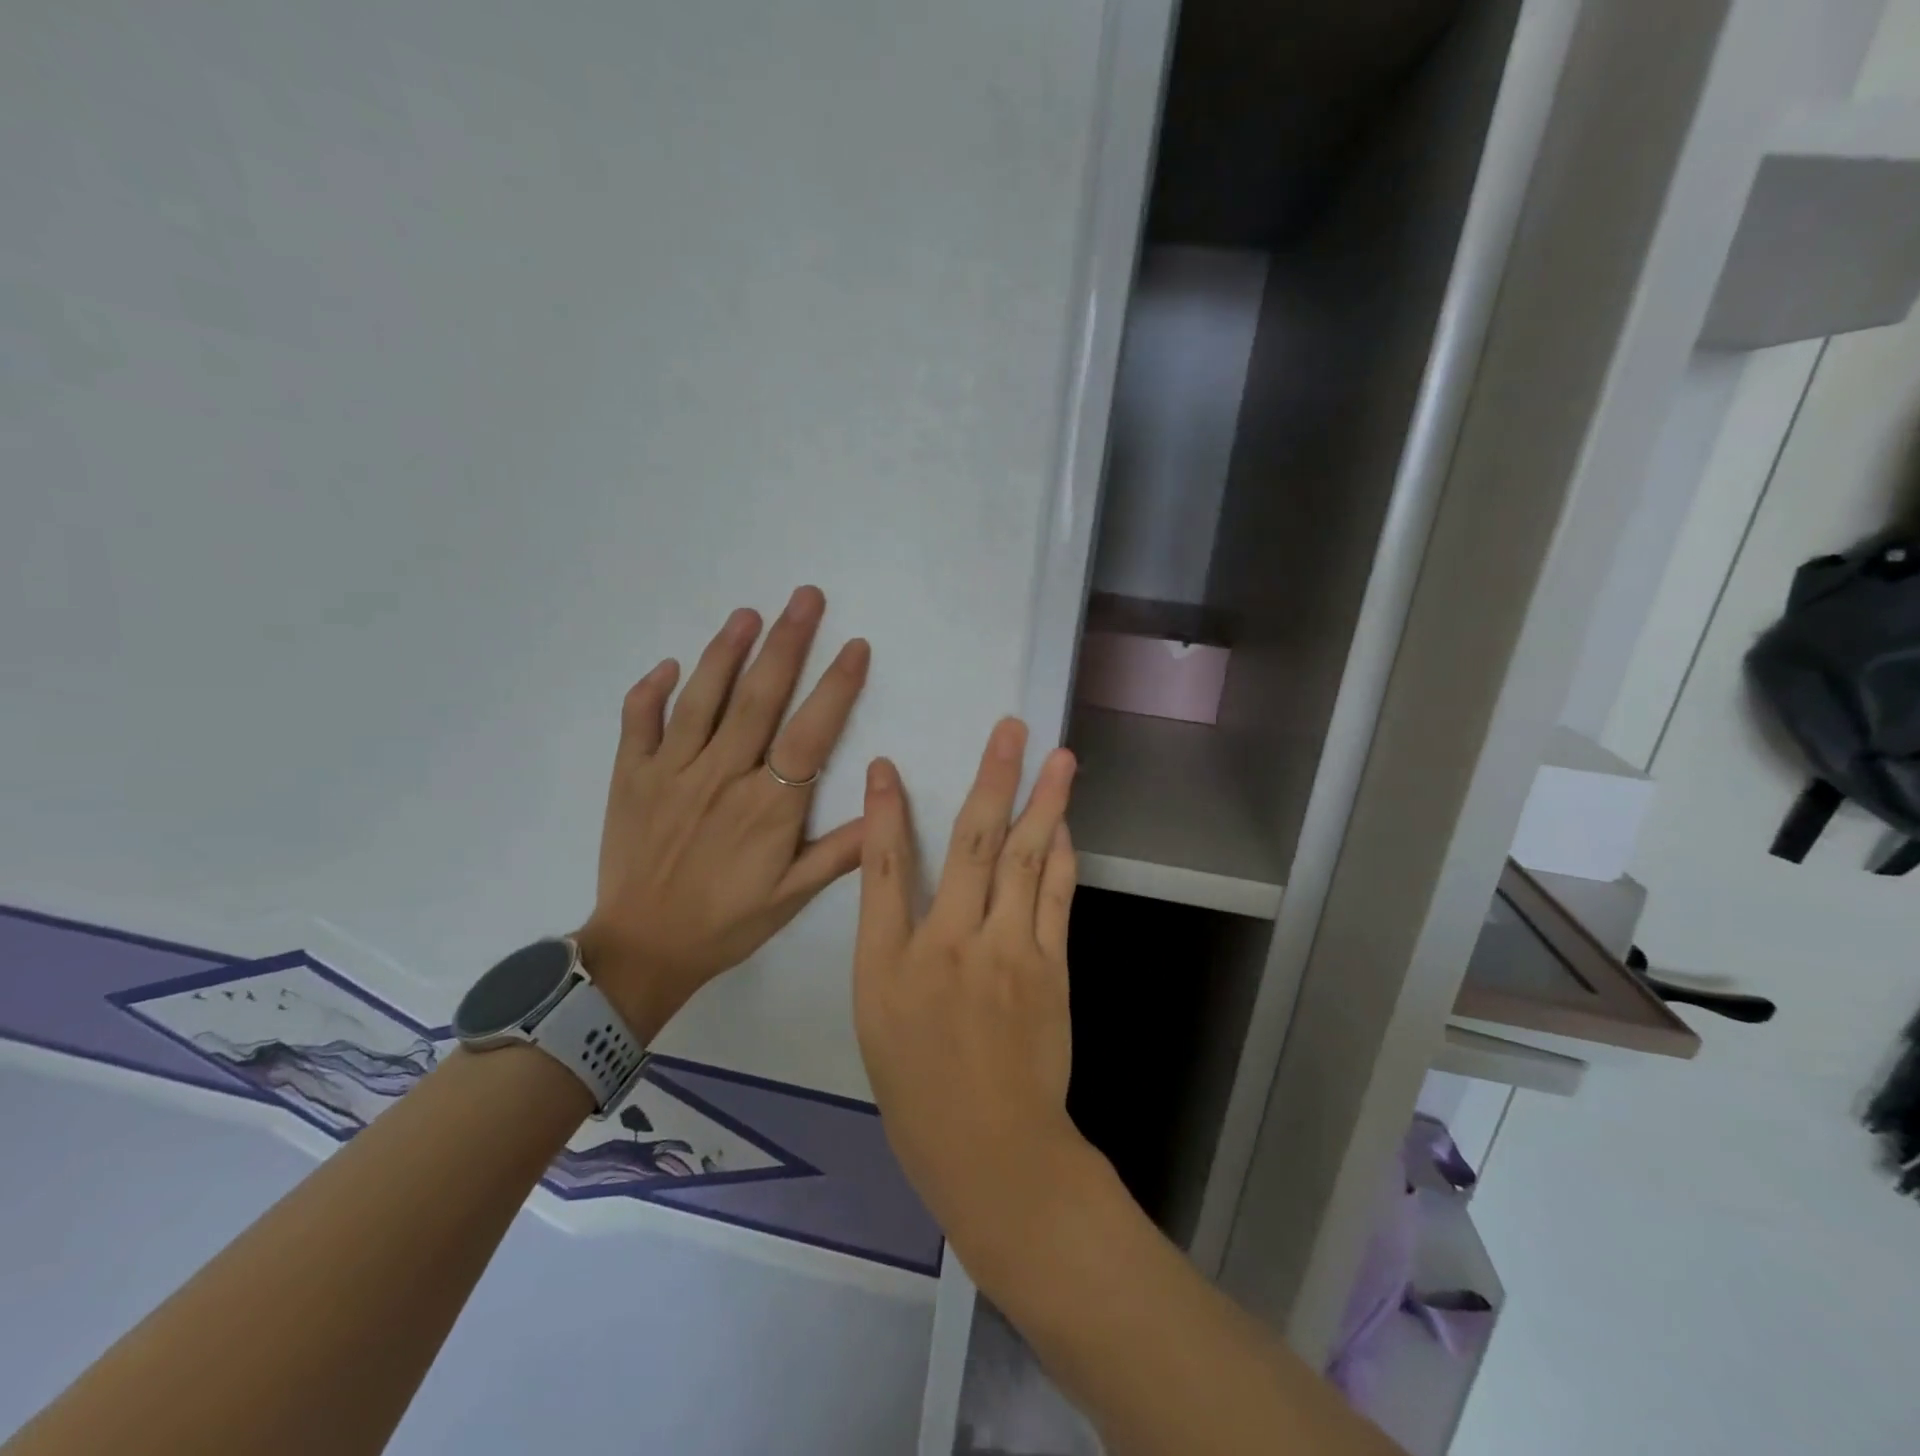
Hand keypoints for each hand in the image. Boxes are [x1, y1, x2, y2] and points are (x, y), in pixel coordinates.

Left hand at [577, 586, 869, 1039]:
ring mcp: (669, 773)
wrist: (641, 951)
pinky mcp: (629, 778)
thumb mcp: (792, 897)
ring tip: (749, 613)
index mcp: (766, 807)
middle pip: (758, 699)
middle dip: (787, 643)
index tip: (855, 646)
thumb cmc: (726, 923)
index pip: (809, 734)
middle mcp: (720, 777)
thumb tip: (884, 804)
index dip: (835, 687)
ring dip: (726, 652)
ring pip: (701, 700)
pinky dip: (650, 692)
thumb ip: (840, 852)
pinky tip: (669, 665)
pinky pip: (637, 724)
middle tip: (805, 597)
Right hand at [852, 718, 1095, 1267]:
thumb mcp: (877, 1015)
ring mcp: (1006, 952)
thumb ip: (891, 941)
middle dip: (992, 778)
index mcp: (889, 963)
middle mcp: (947, 944)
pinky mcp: (1050, 966)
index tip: (887, 764)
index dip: (884, 810)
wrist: (991, 1149)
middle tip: (1011, 729)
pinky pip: (1056, 896)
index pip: (884, 868)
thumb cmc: (917, 1090)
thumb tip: (910, 881)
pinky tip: (1066, 823)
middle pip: (972, 844)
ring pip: (1026, 859)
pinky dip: (1062, 854)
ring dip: (1044, 802)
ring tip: (1059, 758)